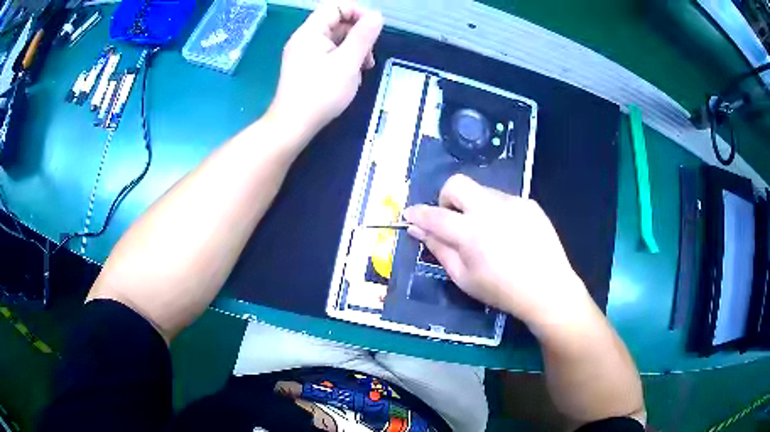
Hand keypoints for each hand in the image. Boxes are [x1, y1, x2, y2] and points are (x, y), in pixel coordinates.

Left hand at [267, 1, 382, 138]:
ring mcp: (304, 53)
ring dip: (354, 50)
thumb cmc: (321, 93)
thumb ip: (363, 36)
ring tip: (362, 69)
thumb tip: (377, 16)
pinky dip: (343, 60)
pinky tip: (351, 76)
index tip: (374, 30)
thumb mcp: (348, 62)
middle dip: (358, 35)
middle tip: (369, 57)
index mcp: (310, 32)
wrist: (293, 126)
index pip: (336, 6)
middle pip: (336, 22)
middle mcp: (304, 38)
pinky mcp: (306, 67)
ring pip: (335, 40)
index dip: (358, 12)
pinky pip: (329, 53)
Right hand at [403, 174, 593, 327]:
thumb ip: (439, 250)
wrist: (548, 289)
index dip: (418, 213)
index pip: (435, 215)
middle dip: (446, 198)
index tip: (409, 214)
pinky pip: (503, 200)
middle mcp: (491, 209)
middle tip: (453, 221)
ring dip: (474, 207)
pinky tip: (508, 234)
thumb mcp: (464, 278)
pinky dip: (496, 212)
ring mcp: (513, 203)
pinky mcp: (529, 203)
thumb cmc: (502, 291)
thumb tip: (417, 229)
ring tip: (487, 233)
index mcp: (471, 233)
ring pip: (482, 191)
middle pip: (458, 184)